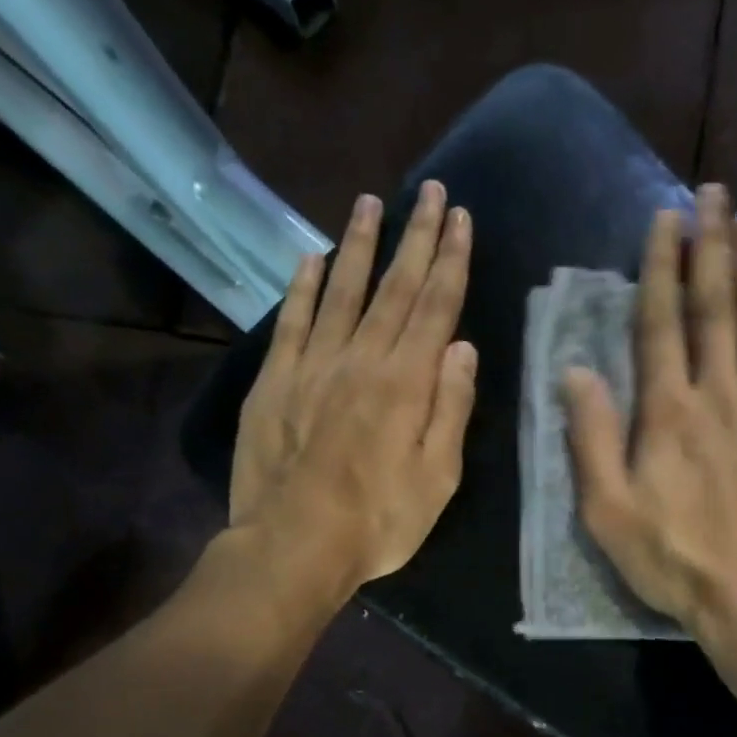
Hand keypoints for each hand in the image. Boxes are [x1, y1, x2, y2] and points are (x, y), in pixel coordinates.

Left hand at [229, 180, 476, 590]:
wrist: (295, 545)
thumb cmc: (379, 521)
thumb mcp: (437, 477)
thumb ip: (450, 408)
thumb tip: (461, 346)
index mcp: (406, 383)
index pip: (434, 307)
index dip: (449, 260)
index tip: (459, 217)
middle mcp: (361, 360)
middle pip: (393, 288)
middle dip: (415, 237)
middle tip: (429, 191)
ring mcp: (313, 366)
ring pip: (342, 291)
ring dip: (359, 245)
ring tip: (372, 203)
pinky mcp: (275, 381)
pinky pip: (292, 321)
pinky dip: (304, 286)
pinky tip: (313, 259)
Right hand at [563, 185, 736, 648]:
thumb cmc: (676, 561)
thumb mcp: (608, 512)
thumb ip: (592, 439)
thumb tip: (576, 372)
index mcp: (668, 413)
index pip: (662, 324)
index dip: (662, 268)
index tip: (666, 220)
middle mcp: (721, 396)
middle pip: (716, 309)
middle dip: (712, 248)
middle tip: (715, 195)